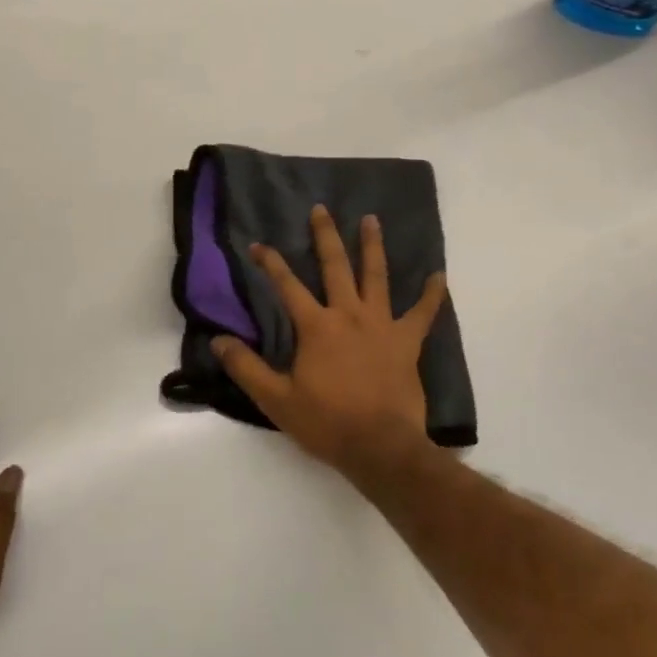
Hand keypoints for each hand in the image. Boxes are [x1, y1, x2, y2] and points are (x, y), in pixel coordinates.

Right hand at [213, 204, 447, 482]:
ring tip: (371, 219)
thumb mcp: (276, 399)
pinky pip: (423, 314)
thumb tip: (218, 340)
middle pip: (335, 266)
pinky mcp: (407, 342)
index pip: (287, 286)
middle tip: (321, 209)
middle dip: (325, 236)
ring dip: (373, 246)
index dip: (270, 263)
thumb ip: (246, 367)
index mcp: (317, 326)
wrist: (380, 448)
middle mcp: (349, 314)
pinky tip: (439, 276)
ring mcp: (382, 325)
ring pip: (377, 276)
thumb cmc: (326, 423)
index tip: (258, 245)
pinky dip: (432, 295)